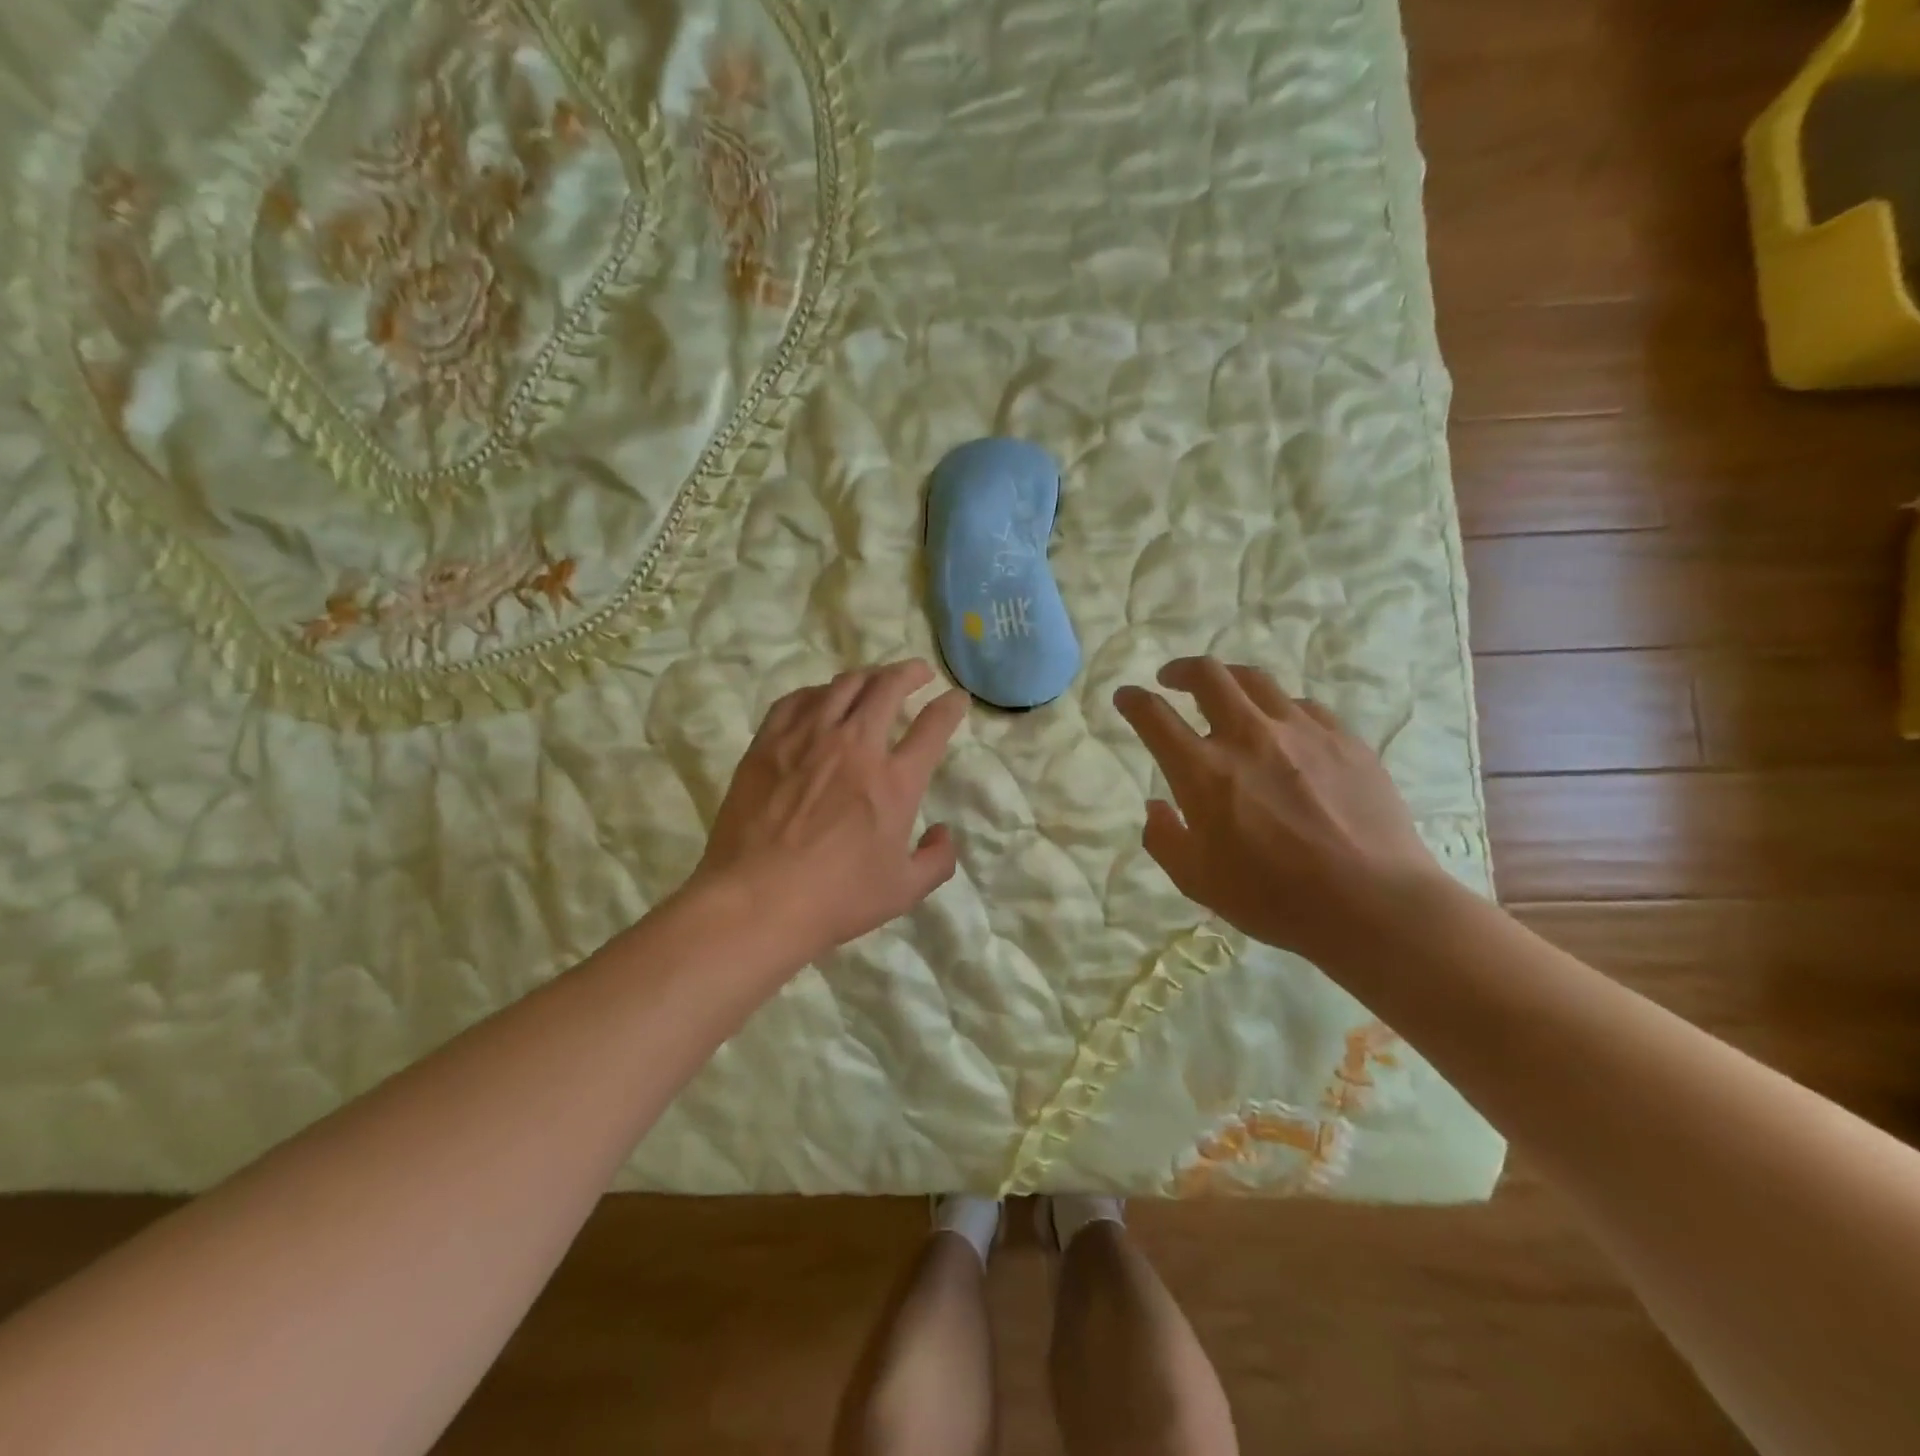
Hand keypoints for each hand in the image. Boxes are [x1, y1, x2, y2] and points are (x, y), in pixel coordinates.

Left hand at [692, 660, 970, 963]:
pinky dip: (817, 691)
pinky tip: (821, 697)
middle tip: (918, 673)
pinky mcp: (768, 743)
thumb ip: (937, 860)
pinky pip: (796, 700)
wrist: (756, 901)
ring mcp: (808, 739)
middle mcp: (855, 746)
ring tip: (874, 678)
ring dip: (867, 675)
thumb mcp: (904, 890)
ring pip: (843, 685)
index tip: (956, 699)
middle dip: (910, 673)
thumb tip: (944, 833)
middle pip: (888, 688)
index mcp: (895, 781)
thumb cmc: (836, 899)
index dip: (950, 706)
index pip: (933, 726)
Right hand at [1114, 657, 1449, 966]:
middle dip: (1181, 670)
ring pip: (1257, 680)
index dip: (1133, 700)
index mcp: (1203, 771)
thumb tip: (1156, 806)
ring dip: (1230, 680)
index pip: (1154, 716)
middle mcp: (1248, 737)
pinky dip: (1279, 709)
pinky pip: (1303, 706)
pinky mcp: (1344, 739)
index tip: (1126, 696)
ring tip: (1226, 693)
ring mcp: (1301, 732)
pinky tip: (1283, 728)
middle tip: (1172, 679)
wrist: (1374, 904)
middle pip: (1208, 675)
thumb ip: (1164, 838)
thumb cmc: (1274, 899)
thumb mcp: (1197, 882)